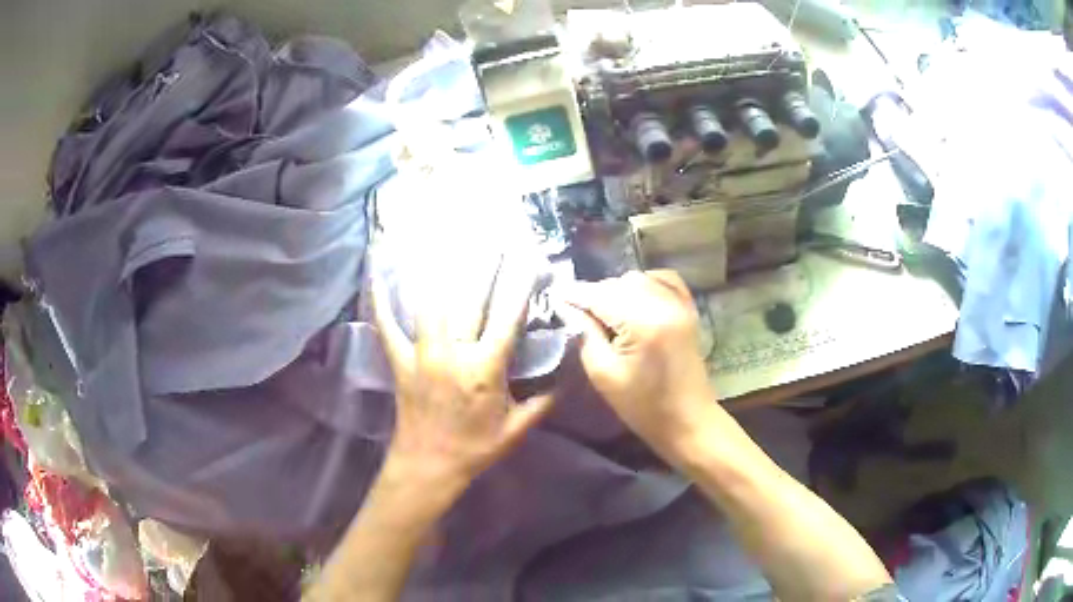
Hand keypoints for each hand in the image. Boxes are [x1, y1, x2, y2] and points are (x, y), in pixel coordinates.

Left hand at [372, 257, 554, 510]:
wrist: (428, 465)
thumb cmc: (475, 449)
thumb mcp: (517, 429)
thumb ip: (544, 401)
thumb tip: (568, 378)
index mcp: (484, 370)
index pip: (506, 318)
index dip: (518, 285)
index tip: (528, 257)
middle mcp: (453, 354)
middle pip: (468, 301)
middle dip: (482, 266)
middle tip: (491, 235)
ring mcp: (421, 354)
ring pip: (429, 304)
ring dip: (438, 271)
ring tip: (443, 239)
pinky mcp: (399, 361)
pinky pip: (387, 325)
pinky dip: (380, 300)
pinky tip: (376, 273)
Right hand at [564, 270, 717, 462]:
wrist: (688, 420)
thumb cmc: (643, 407)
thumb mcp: (603, 374)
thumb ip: (584, 334)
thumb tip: (568, 307)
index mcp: (643, 322)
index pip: (600, 295)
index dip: (574, 294)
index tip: (554, 296)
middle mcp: (664, 303)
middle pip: (618, 283)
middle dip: (595, 294)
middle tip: (578, 312)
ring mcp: (680, 304)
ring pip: (638, 278)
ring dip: (617, 289)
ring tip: (605, 312)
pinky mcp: (688, 309)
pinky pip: (664, 280)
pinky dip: (646, 283)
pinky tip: (634, 299)